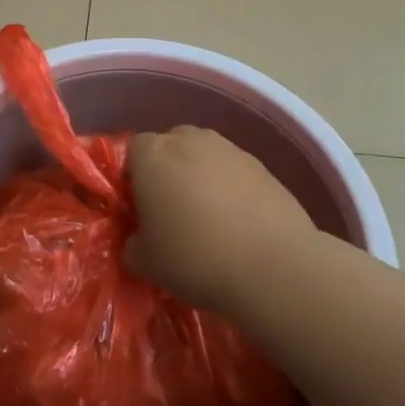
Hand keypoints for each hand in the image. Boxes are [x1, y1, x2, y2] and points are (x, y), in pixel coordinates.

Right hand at [122, 127, 316, 314]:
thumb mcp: (146, 263)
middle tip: (173, 211)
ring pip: (204, 155)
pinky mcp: (261, 164)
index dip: (135, 177)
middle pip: (170, 146)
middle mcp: (188, 140)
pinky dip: (231, 187)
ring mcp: (228, 148)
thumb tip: (139, 238)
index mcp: (152, 155)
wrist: (272, 265)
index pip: (133, 151)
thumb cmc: (195, 258)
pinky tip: (239, 222)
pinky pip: (233, 170)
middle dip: (168, 170)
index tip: (141, 207)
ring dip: (201, 177)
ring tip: (210, 218)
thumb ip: (133, 243)